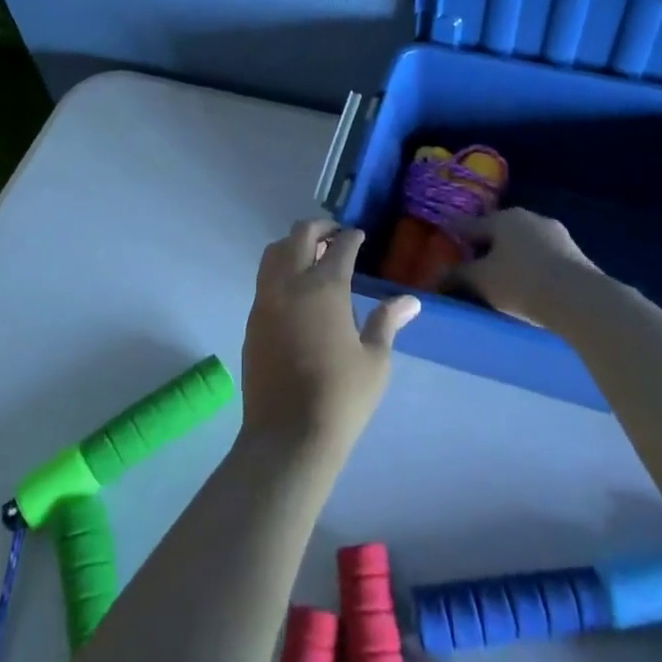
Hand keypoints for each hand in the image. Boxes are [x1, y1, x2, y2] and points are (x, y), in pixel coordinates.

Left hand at [241, 220, 419, 459]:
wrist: (288, 434)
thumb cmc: (341, 397)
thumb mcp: (375, 360)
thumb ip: (387, 322)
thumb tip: (409, 301)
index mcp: (325, 288)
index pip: (339, 247)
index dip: (351, 237)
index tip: (359, 236)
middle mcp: (291, 284)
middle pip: (299, 236)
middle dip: (319, 227)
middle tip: (335, 234)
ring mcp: (266, 300)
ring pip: (274, 253)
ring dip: (293, 245)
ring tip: (313, 256)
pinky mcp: (252, 319)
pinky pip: (265, 279)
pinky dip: (280, 269)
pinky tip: (295, 290)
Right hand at [453, 208, 601, 326]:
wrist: (581, 300)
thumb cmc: (521, 283)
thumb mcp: (481, 281)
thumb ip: (457, 275)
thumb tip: (437, 275)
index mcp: (502, 218)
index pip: (468, 225)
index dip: (453, 237)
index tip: (443, 246)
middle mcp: (528, 218)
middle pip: (497, 232)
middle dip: (484, 248)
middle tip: (472, 267)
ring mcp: (555, 233)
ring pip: (521, 244)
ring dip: (509, 257)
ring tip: (501, 280)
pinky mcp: (574, 253)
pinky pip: (541, 256)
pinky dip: (530, 267)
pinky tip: (528, 285)